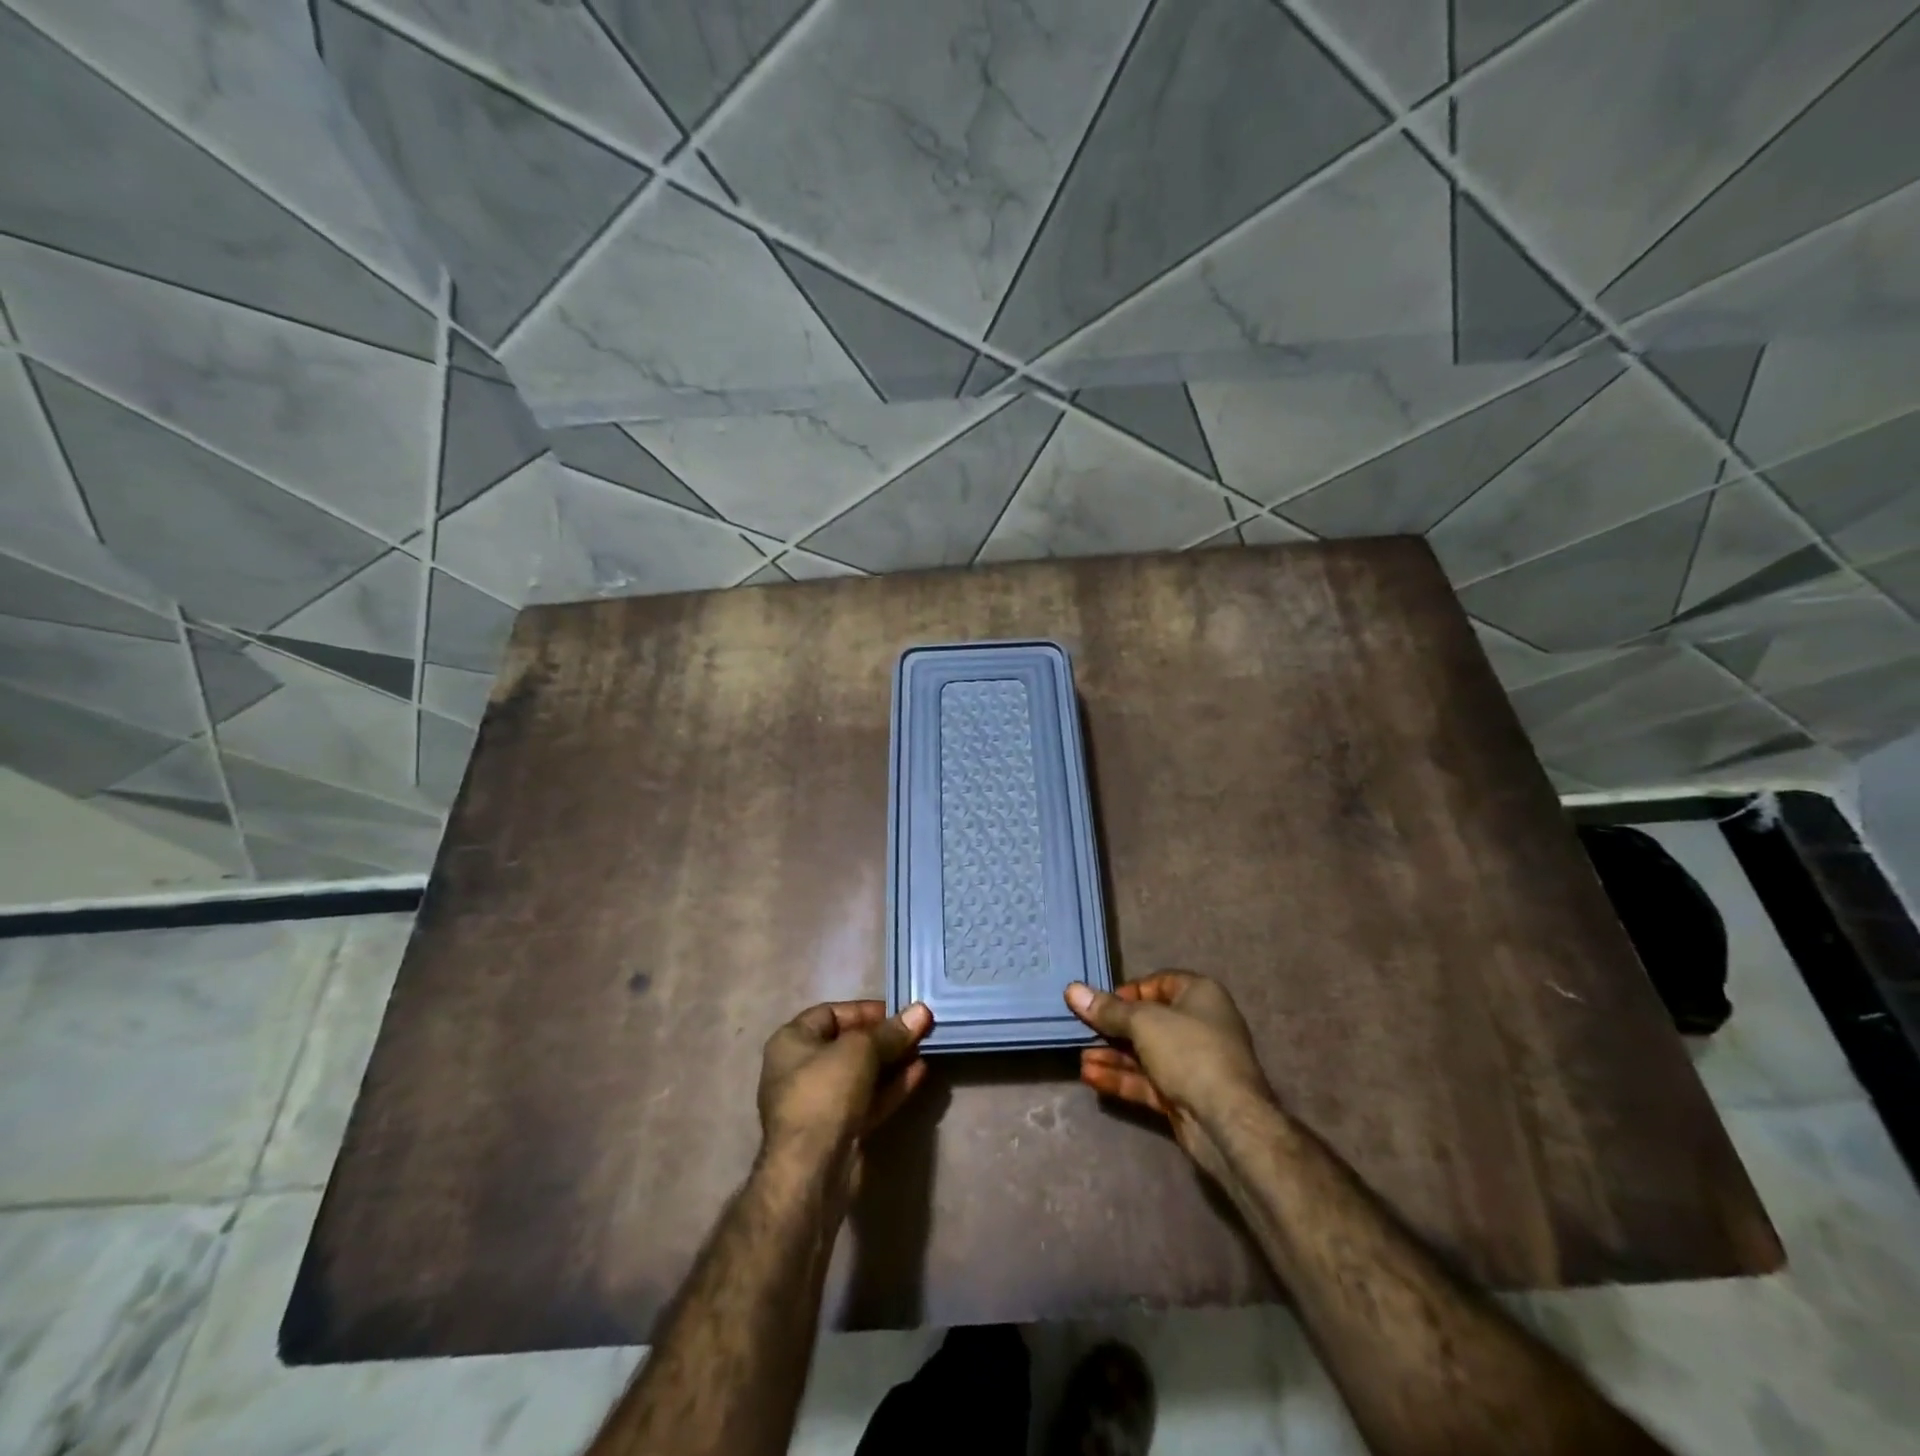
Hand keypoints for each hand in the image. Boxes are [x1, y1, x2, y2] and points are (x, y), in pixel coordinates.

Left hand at [757, 1000, 933, 1168]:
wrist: (812, 1171)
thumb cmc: (825, 1093)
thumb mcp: (860, 1051)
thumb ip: (891, 1032)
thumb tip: (922, 1011)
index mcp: (792, 1042)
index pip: (830, 1013)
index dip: (865, 1010)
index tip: (899, 1012)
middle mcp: (801, 1069)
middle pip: (848, 1044)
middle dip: (884, 1037)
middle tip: (918, 1030)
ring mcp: (820, 1103)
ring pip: (861, 1074)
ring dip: (892, 1062)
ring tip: (924, 1049)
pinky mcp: (839, 1130)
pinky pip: (868, 1099)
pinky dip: (891, 1087)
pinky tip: (919, 1074)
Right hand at [1065, 973, 1273, 1181]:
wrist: (1227, 1120)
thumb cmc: (1188, 1051)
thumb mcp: (1143, 1022)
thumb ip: (1107, 1010)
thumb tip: (1072, 989)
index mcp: (1199, 995)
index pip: (1158, 983)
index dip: (1128, 991)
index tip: (1099, 1002)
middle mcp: (1198, 1024)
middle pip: (1147, 1020)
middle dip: (1113, 1028)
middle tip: (1081, 1030)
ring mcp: (1191, 1063)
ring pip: (1144, 1054)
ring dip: (1112, 1055)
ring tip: (1080, 1058)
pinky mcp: (1183, 1095)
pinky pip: (1147, 1080)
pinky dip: (1121, 1078)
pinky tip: (1091, 1077)